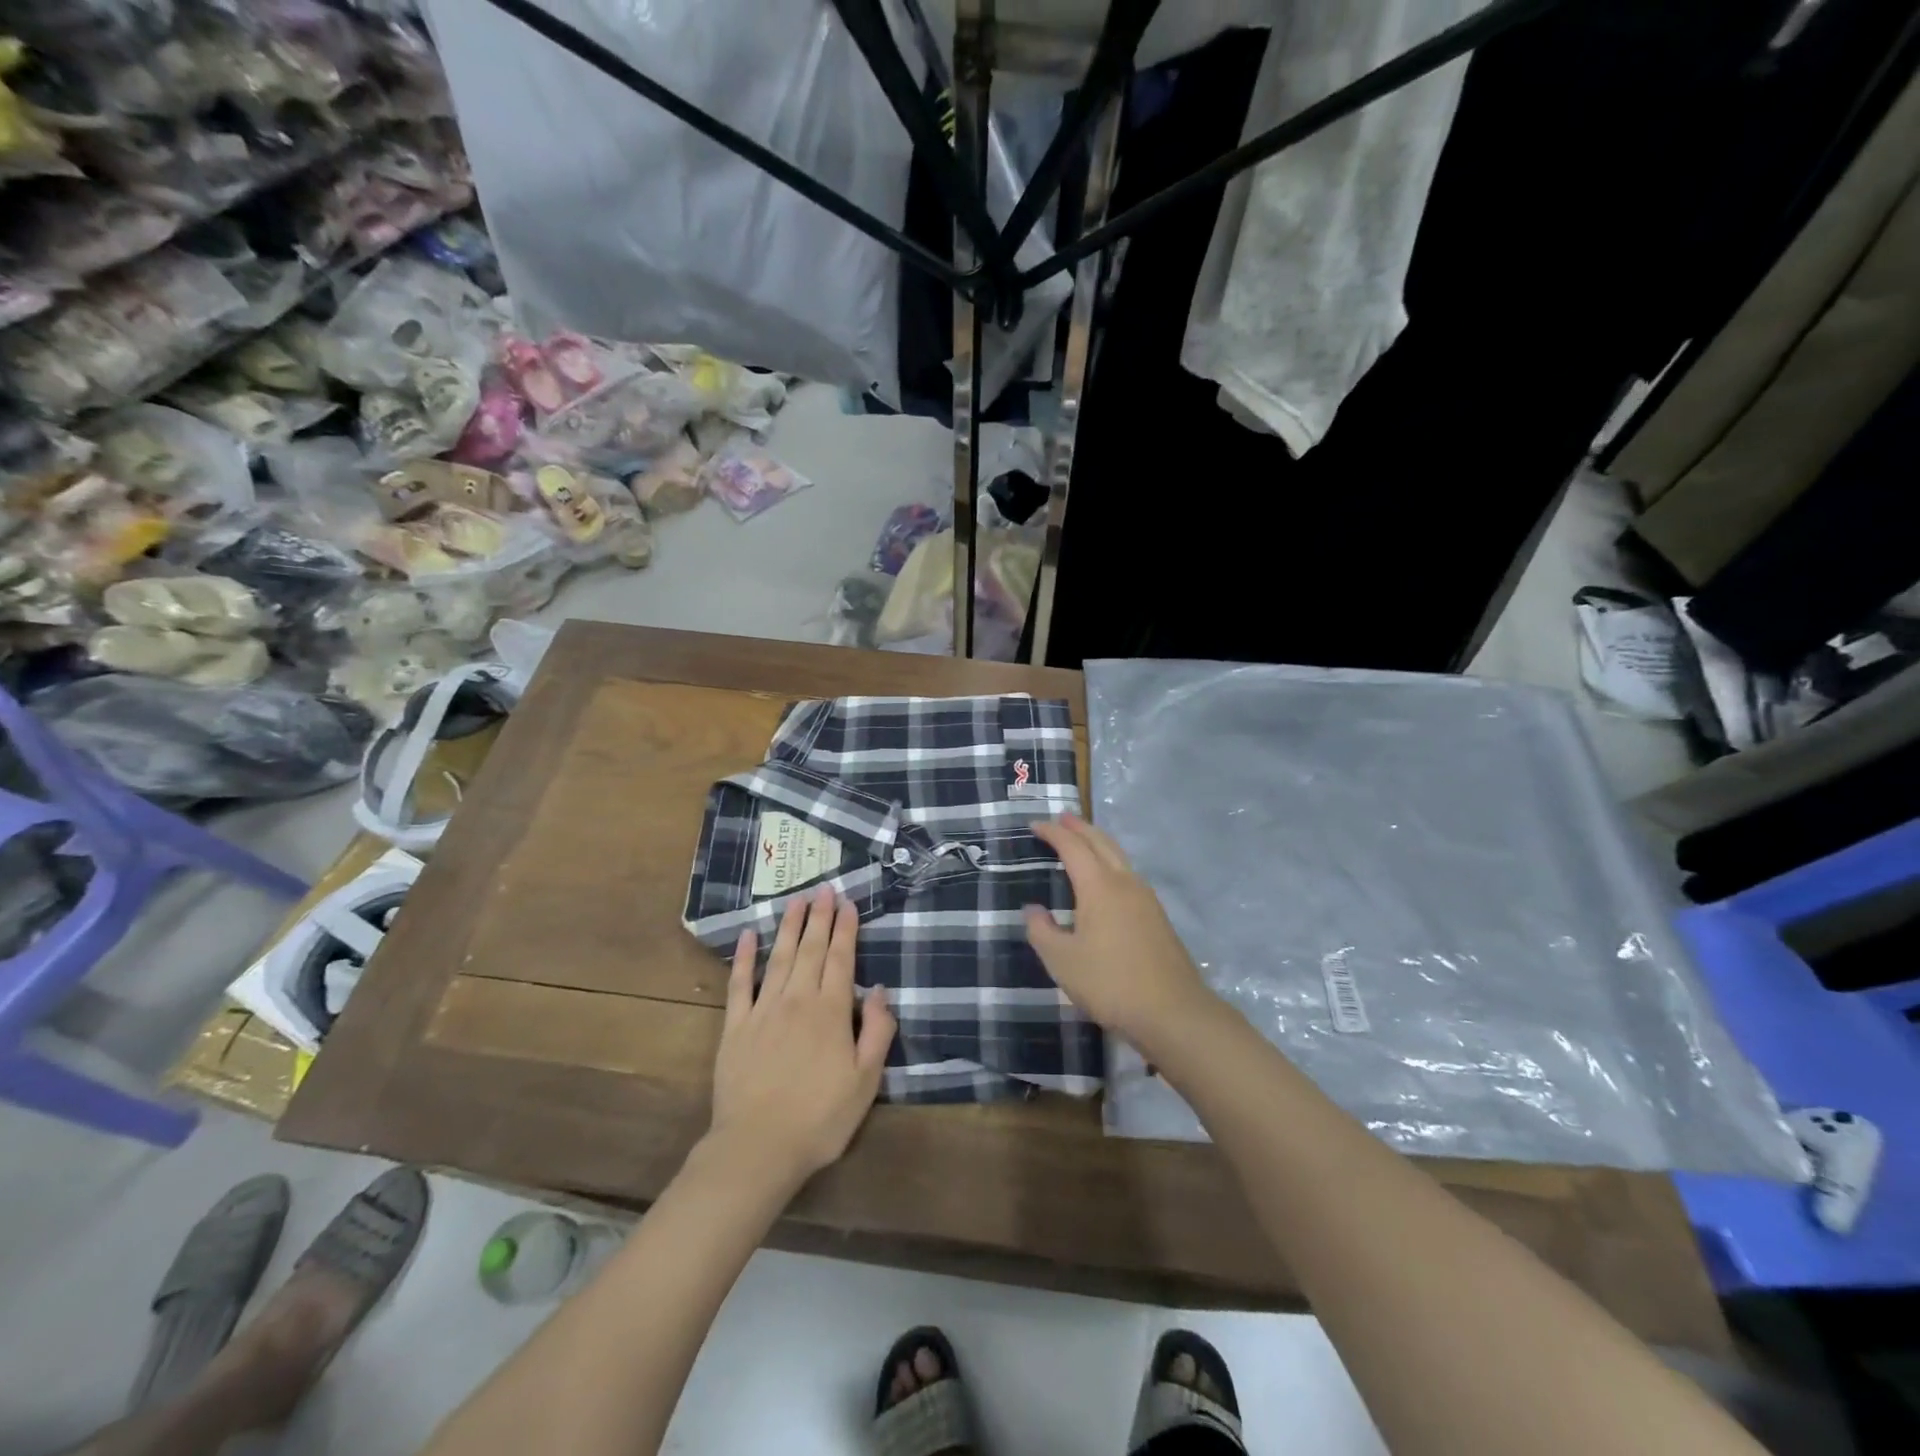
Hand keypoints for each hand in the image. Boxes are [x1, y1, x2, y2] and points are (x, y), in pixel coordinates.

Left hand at [707, 884, 895, 1192]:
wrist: (757, 1148)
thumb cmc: (820, 1118)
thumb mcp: (866, 1081)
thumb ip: (877, 1032)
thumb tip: (880, 991)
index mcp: (831, 1011)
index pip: (840, 959)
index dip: (845, 929)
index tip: (848, 903)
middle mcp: (798, 1000)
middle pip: (811, 950)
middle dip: (819, 918)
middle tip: (823, 890)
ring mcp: (763, 1011)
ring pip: (780, 958)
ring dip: (789, 927)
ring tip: (796, 900)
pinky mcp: (735, 1027)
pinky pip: (740, 984)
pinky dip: (745, 957)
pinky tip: (750, 936)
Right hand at [1024, 814, 1215, 1052]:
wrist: (1174, 1012)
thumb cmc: (1110, 983)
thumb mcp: (1062, 961)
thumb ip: (1042, 931)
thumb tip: (1033, 909)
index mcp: (1099, 886)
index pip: (1072, 847)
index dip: (1053, 833)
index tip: (1036, 825)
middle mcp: (1125, 883)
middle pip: (1101, 842)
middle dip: (1080, 827)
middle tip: (1061, 818)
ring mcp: (1146, 898)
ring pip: (1119, 857)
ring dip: (1098, 843)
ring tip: (1082, 841)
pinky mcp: (1157, 917)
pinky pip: (1128, 874)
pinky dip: (1111, 862)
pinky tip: (1107, 879)